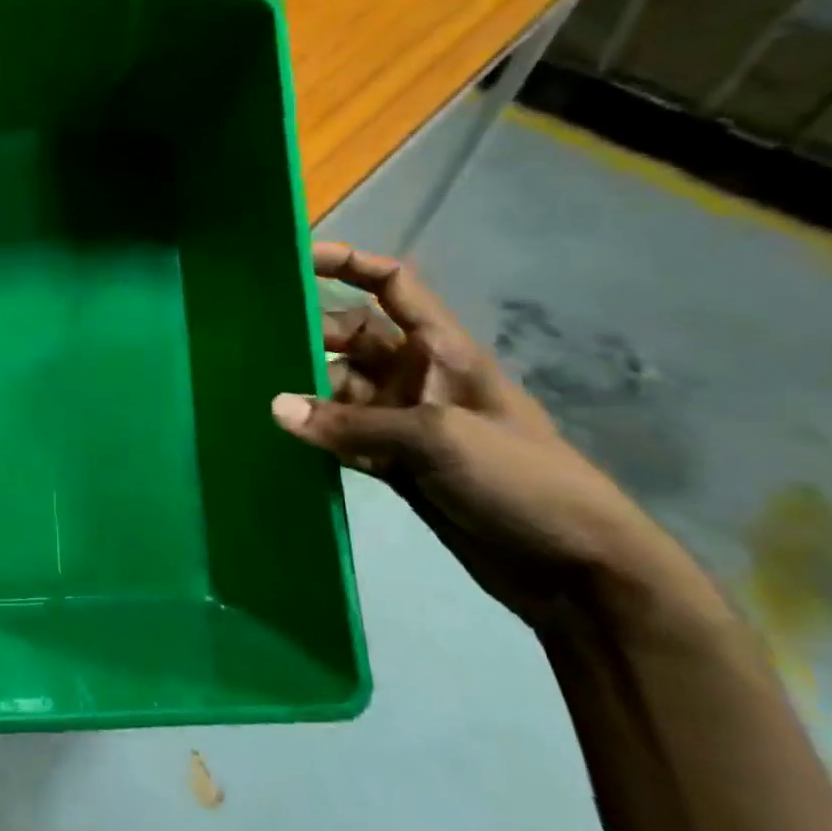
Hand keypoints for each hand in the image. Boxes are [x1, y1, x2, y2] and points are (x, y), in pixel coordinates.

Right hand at [272, 242, 697, 629]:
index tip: (298, 260)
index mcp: (441, 349)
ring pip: (338, 389)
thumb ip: (351, 422)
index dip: (349, 264)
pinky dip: (315, 436)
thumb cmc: (520, 478)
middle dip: (310, 337)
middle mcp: (416, 375)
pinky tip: (280, 439)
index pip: (392, 285)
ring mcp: (403, 420)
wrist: (576, 570)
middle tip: (255, 348)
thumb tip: (275, 407)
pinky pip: (341, 436)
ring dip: (306, 395)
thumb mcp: (436, 437)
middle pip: (351, 337)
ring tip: (257, 398)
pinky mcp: (394, 463)